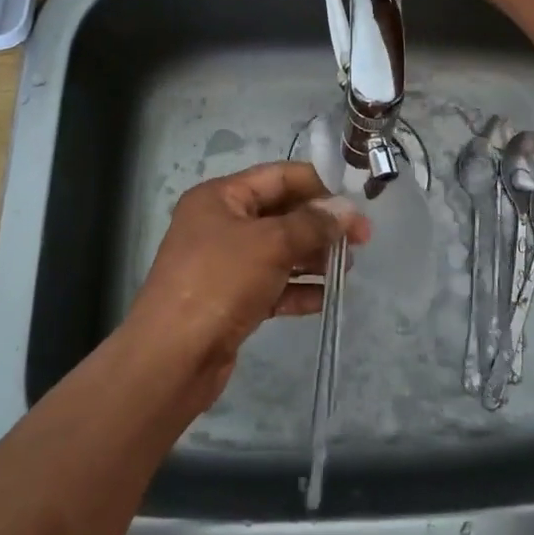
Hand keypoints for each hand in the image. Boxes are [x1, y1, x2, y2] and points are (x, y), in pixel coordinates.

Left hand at [128, 161, 369, 409]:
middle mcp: (221, 224)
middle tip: (362, 239)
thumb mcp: (271, 243)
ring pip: (279, 251)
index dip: (318, 184)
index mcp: (220, 197)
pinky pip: (272, 286)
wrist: (172, 358)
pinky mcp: (231, 301)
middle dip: (320, 225)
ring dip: (313, 257)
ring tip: (347, 269)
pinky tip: (326, 298)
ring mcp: (225, 264)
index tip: (355, 199)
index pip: (278, 177)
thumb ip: (313, 224)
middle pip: (281, 214)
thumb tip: (347, 210)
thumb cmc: (219, 282)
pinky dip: (298, 289)